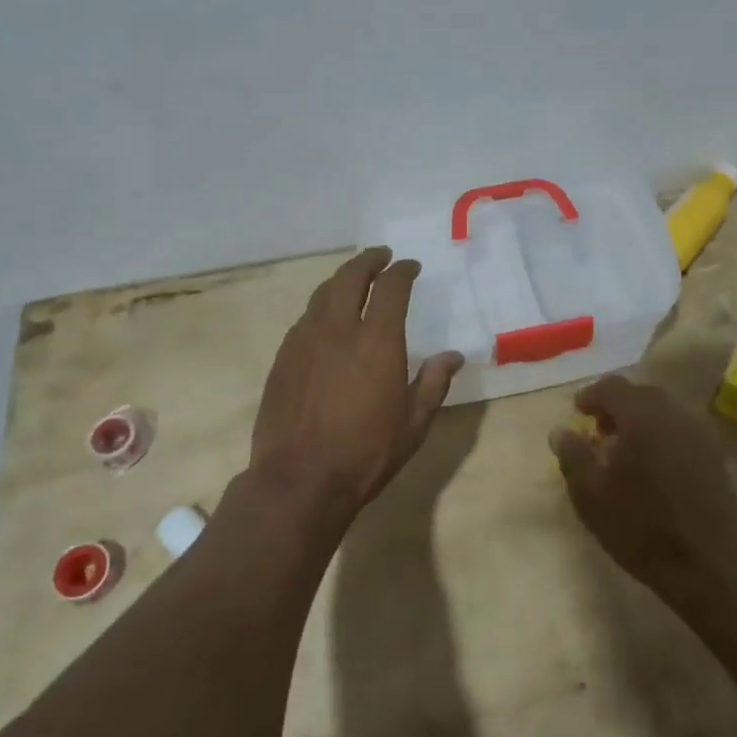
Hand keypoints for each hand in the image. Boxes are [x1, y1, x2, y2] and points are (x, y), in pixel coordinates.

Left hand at [250, 247, 461, 519]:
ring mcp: (304, 341)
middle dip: (368, 261)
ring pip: (322, 294)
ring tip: (353, 280)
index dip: (402, 271)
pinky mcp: (283, 358)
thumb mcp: (414, 423)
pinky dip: (321, 308)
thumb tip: (454, 356)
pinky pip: (304, 319)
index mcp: (377, 340)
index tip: (410, 267)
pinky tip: (326, 320)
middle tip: (380, 257)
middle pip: (350, 277)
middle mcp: (338, 329)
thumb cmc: (366, 453)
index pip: (391, 287)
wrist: (299, 480)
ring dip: (341, 280)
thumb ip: (434, 383)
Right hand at [549, 375, 736, 604]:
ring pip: (665, 412)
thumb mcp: (590, 495)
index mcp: (641, 416)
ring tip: (626, 448)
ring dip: (642, 420)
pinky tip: (654, 464)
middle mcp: (673, 415)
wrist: (705, 564)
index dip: (591, 394)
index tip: (577, 411)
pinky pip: (682, 432)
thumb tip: (560, 430)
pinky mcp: (716, 456)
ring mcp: (699, 434)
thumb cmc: (639, 526)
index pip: (613, 387)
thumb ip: (572, 455)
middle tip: (599, 428)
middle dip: (618, 406)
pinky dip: (663, 436)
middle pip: (641, 395)